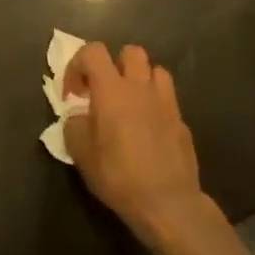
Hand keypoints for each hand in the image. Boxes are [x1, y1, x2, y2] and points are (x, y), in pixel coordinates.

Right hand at [63, 43, 208, 246]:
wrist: (168, 203)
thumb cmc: (119, 175)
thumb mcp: (81, 154)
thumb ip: (74, 125)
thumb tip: (79, 116)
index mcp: (111, 89)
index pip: (92, 51)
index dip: (77, 65)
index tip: (72, 95)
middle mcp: (140, 87)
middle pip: (130, 52)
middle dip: (114, 64)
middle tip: (104, 91)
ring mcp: (166, 102)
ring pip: (155, 70)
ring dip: (139, 79)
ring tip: (130, 102)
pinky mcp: (182, 121)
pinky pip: (167, 99)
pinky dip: (155, 104)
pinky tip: (149, 129)